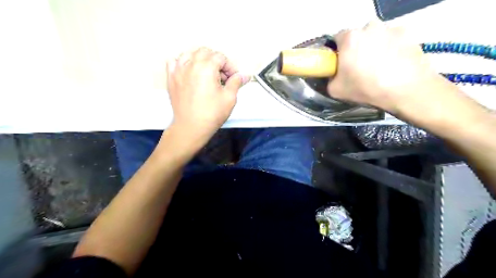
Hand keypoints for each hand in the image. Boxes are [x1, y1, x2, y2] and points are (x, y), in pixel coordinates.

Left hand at [165, 47, 247, 144]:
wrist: (191, 127)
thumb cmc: (211, 114)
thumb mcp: (229, 98)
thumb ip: (236, 82)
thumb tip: (245, 75)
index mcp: (206, 67)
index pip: (221, 57)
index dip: (230, 67)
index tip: (234, 78)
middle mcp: (191, 65)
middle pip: (206, 52)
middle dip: (217, 61)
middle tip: (222, 76)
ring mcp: (178, 70)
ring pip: (190, 53)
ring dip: (201, 59)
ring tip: (207, 72)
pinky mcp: (171, 78)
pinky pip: (174, 62)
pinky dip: (183, 62)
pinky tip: (189, 71)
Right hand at [329, 19, 448, 114]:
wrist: (407, 91)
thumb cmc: (367, 88)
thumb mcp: (335, 90)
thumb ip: (329, 78)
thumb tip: (333, 74)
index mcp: (349, 38)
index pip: (337, 39)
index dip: (337, 52)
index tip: (341, 64)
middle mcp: (369, 27)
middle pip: (357, 36)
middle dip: (356, 49)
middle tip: (359, 67)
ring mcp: (391, 28)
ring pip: (375, 37)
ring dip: (373, 47)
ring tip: (379, 67)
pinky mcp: (408, 33)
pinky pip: (392, 39)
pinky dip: (390, 48)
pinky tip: (393, 64)